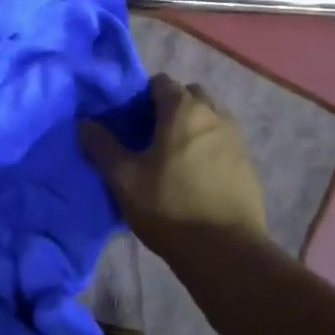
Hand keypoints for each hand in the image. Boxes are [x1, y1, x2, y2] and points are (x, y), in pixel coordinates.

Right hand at [82, 73, 268, 261]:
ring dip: (193, 127)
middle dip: (171, 107)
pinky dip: (210, 148)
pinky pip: (224, 142)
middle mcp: (214, 114)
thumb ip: (102, 146)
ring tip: (175, 158)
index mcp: (183, 110)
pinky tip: (197, 177)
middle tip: (151, 137)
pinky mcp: (249, 164)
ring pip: (211, 118)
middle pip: (190, 95)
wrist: (226, 253)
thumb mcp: (124, 178)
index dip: (142, 96)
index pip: (161, 82)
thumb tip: (85, 123)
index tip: (130, 121)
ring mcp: (237, 139)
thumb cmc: (170, 207)